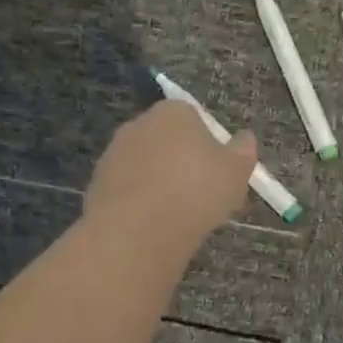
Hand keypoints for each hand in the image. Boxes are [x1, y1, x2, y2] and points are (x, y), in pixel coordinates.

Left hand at [84, 101, 256, 248]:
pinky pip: (129, 189)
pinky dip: (140, 202)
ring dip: (160, 183)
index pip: (195, 118)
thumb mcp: (236, 172)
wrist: (139, 230)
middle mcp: (139, 124)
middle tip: (202, 196)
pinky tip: (153, 225)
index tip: (219, 172)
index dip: (209, 145)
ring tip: (178, 216)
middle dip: (182, 162)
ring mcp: (114, 153)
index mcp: (173, 112)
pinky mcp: (97, 183)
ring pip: (146, 166)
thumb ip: (243, 151)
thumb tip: (245, 138)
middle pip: (167, 140)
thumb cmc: (196, 191)